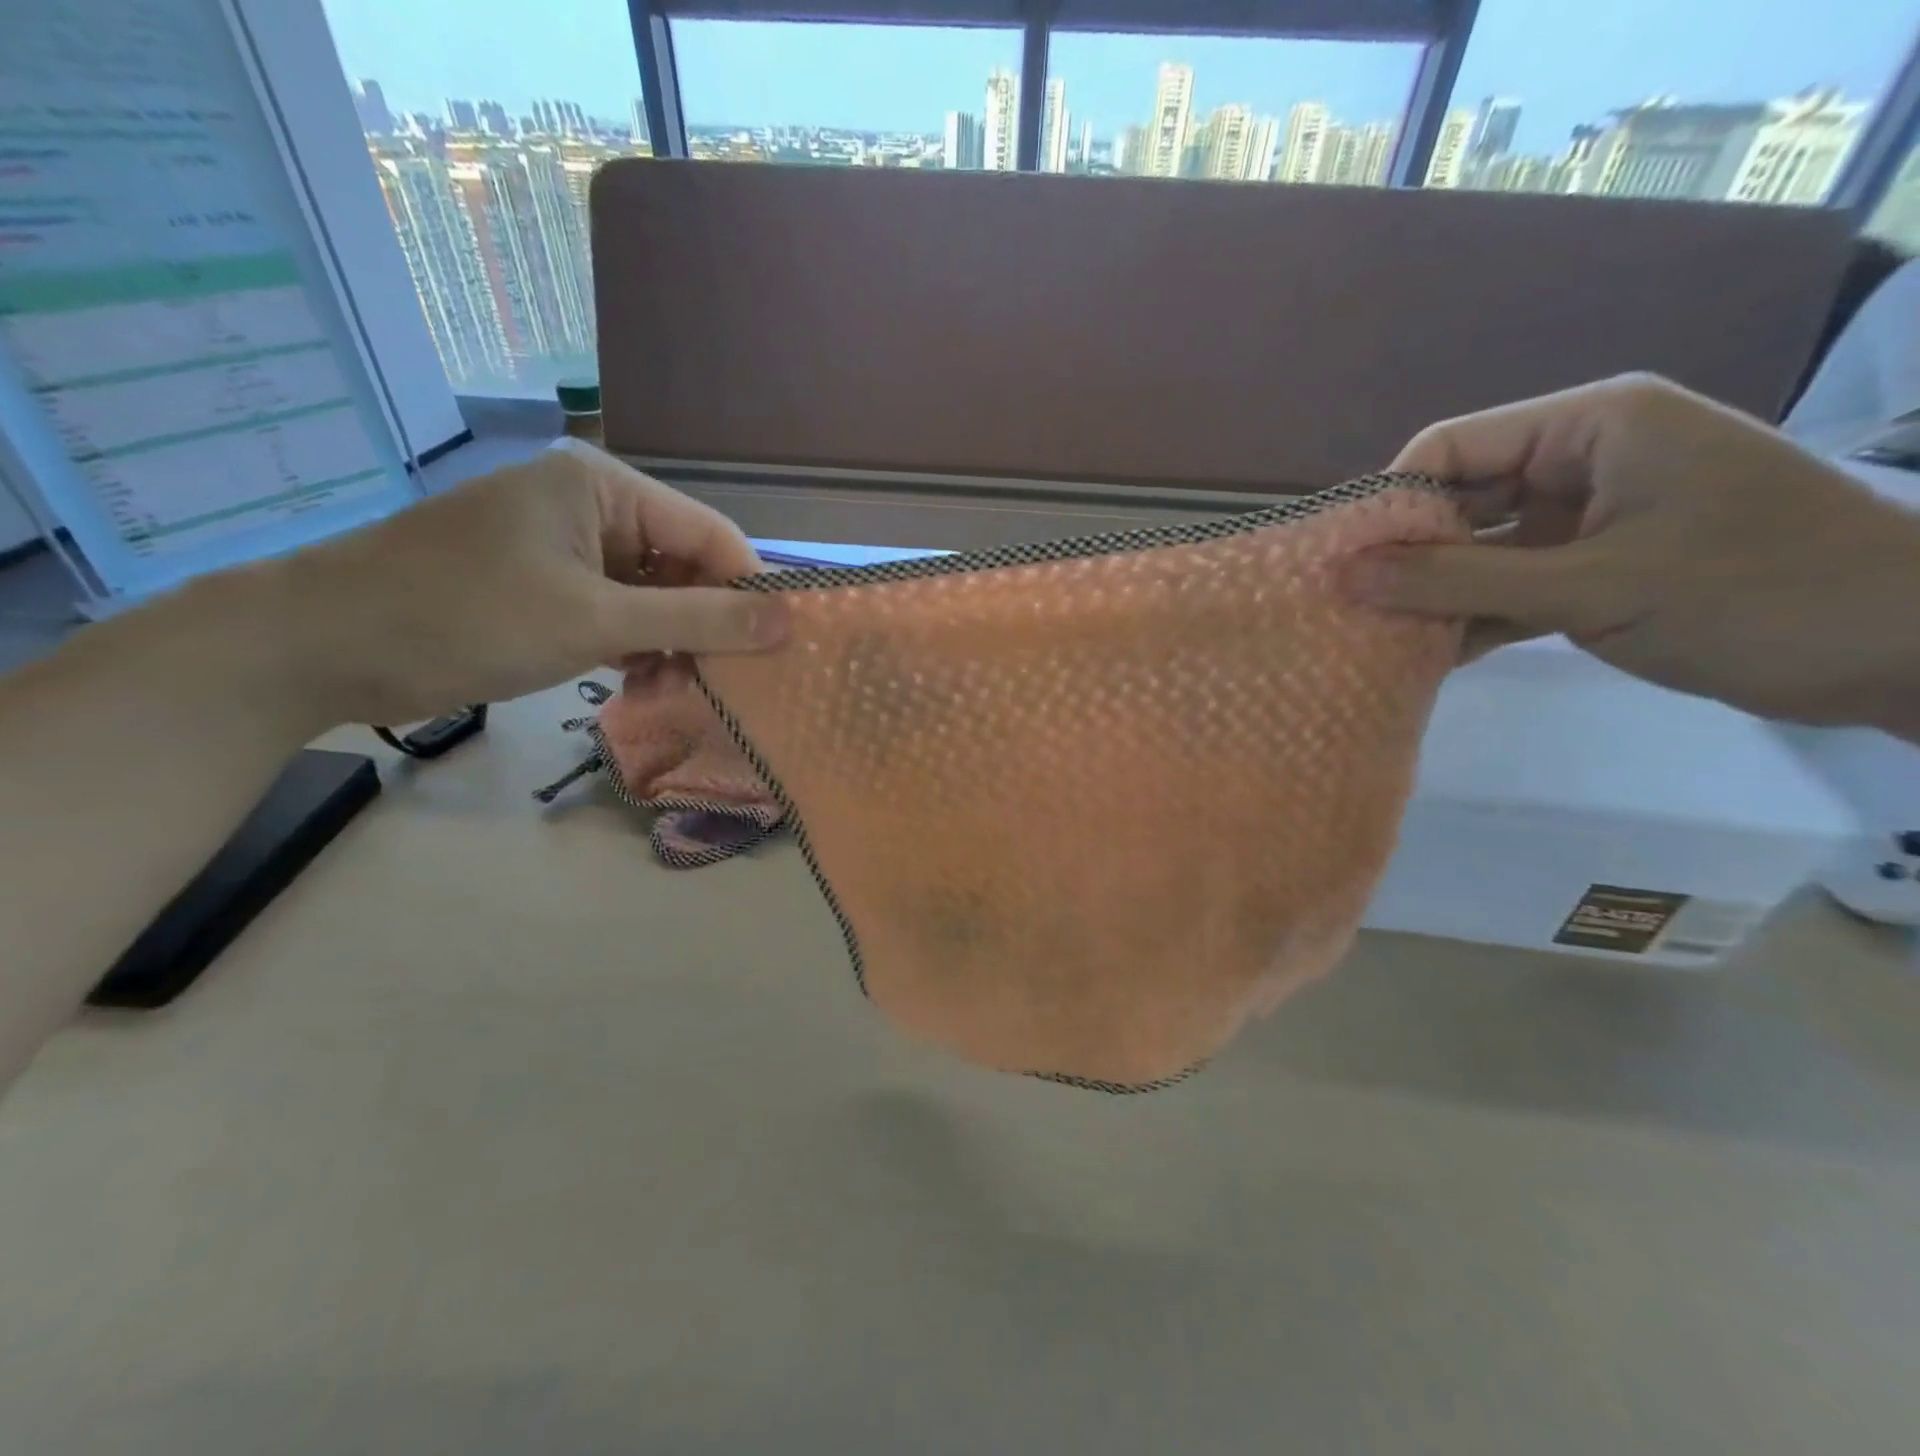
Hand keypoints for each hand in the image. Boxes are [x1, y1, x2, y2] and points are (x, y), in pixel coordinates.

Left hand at [258, 438, 786, 727]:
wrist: (322, 645)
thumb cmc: (466, 617)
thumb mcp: (595, 621)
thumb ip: (699, 619)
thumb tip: (789, 621)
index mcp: (604, 486)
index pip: (710, 535)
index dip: (748, 592)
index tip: (774, 652)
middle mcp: (592, 506)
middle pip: (685, 566)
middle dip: (703, 626)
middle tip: (714, 683)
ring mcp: (568, 546)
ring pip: (655, 596)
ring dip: (670, 644)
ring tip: (665, 688)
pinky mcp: (547, 583)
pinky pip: (619, 611)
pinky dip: (635, 647)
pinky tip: (633, 681)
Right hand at [1345, 374, 1919, 735]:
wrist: (1909, 651)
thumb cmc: (1755, 593)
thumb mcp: (1592, 586)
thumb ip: (1460, 580)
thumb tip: (1346, 575)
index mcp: (1592, 426)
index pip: (1455, 446)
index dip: (1393, 502)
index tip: (1345, 564)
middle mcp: (1584, 460)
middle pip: (1461, 498)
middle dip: (1409, 556)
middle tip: (1352, 609)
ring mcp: (1590, 517)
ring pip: (1481, 548)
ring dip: (1436, 594)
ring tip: (1377, 638)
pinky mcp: (1598, 567)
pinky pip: (1512, 584)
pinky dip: (1475, 617)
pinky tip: (1430, 655)